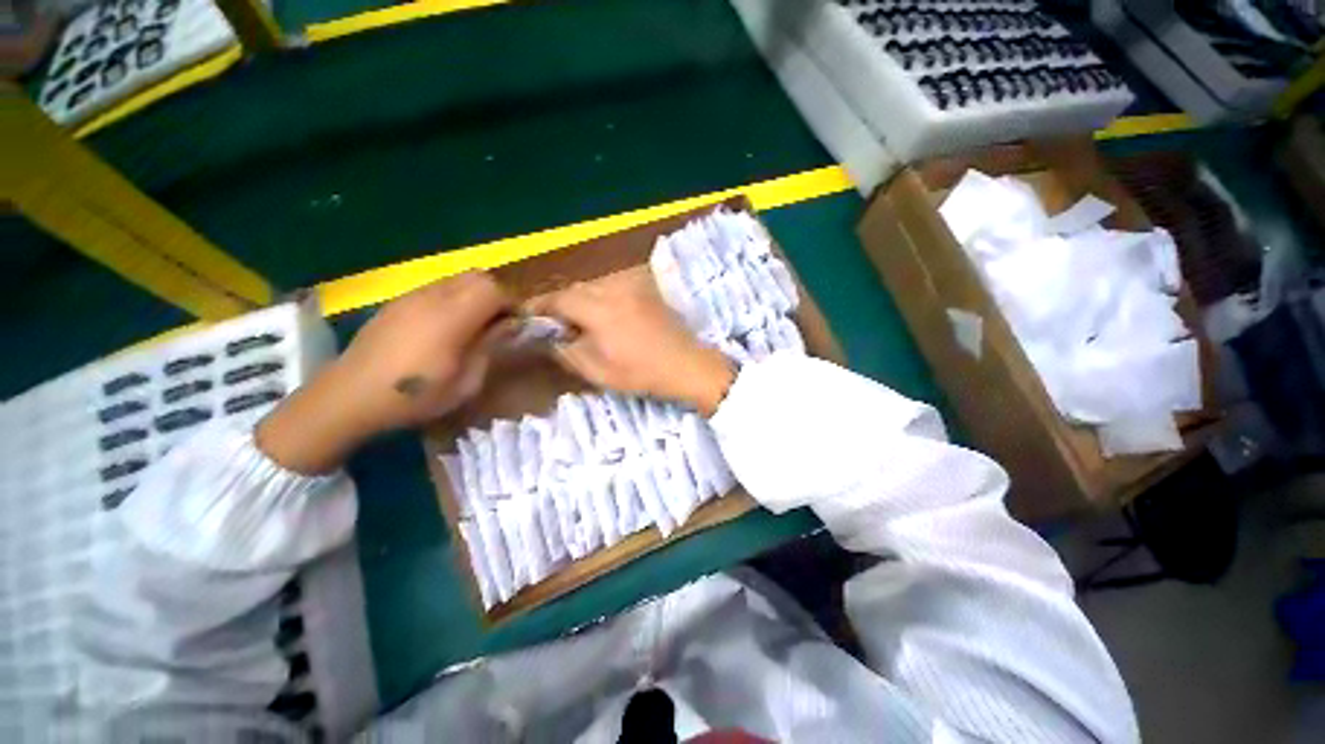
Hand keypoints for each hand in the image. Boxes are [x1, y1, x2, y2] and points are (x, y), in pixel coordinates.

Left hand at [257, 273, 512, 473]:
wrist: (349, 396)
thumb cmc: (414, 396)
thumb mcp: (466, 383)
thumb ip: (490, 348)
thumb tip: (508, 326)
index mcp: (451, 317)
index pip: (493, 289)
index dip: (512, 303)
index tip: (516, 324)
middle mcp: (432, 297)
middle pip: (477, 276)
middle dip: (495, 295)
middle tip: (498, 323)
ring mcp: (411, 297)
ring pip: (456, 279)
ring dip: (473, 296)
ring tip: (473, 325)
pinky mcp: (397, 303)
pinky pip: (435, 288)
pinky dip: (452, 299)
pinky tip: (444, 327)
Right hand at [527, 271, 734, 415]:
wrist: (687, 364)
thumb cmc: (642, 373)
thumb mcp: (599, 371)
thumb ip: (569, 352)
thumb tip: (553, 339)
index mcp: (600, 309)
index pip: (560, 299)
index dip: (541, 306)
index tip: (528, 316)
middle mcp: (614, 289)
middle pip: (576, 288)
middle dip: (561, 303)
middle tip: (556, 323)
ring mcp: (633, 287)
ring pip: (595, 284)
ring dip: (582, 298)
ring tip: (580, 320)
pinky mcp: (646, 290)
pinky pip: (614, 285)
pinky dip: (601, 295)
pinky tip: (605, 313)